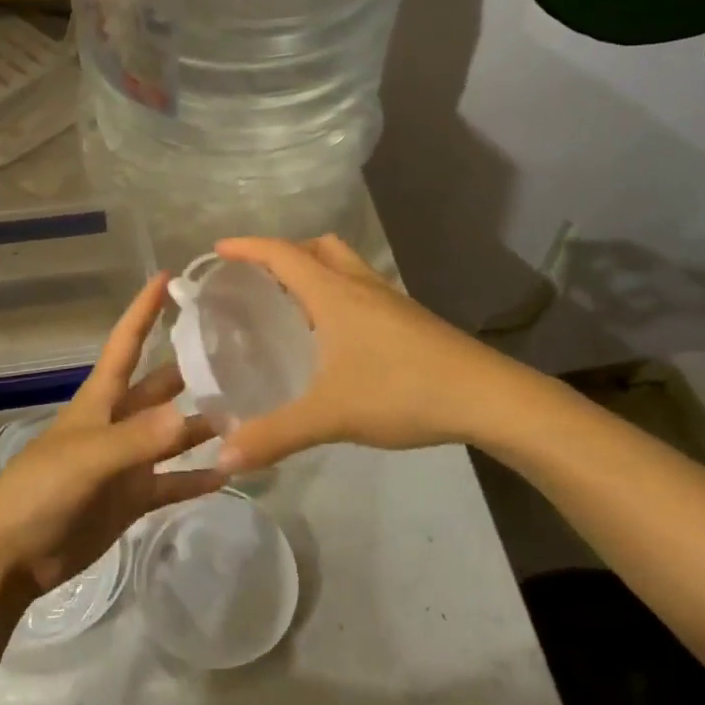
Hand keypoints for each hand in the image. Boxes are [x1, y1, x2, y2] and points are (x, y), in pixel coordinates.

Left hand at [0, 273, 224, 595]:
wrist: (11, 556)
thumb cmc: (39, 491)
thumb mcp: (87, 458)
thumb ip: (137, 439)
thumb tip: (190, 416)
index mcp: (100, 400)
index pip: (125, 343)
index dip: (143, 310)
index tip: (168, 277)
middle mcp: (117, 423)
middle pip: (158, 387)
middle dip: (190, 369)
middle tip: (237, 352)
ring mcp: (127, 462)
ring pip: (172, 435)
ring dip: (202, 426)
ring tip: (247, 415)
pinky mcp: (132, 499)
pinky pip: (173, 482)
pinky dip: (197, 478)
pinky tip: (229, 472)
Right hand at [211, 235, 529, 472]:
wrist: (487, 397)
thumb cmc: (402, 391)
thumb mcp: (330, 415)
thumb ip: (274, 435)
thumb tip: (223, 457)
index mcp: (334, 293)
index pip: (282, 254)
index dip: (247, 247)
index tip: (218, 249)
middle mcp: (360, 285)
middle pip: (316, 248)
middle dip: (283, 253)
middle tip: (257, 278)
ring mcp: (389, 300)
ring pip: (344, 266)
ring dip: (314, 271)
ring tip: (291, 305)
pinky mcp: (409, 319)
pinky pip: (361, 290)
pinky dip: (338, 295)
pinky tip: (334, 338)